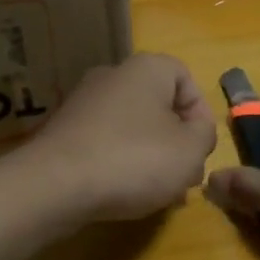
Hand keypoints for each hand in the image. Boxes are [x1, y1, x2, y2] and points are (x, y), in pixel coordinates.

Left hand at [21, 53, 217, 221]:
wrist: (55, 185)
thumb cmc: (134, 159)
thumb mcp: (190, 150)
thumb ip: (205, 135)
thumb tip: (195, 132)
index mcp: (146, 69)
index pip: (185, 78)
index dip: (200, 113)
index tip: (201, 148)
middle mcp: (112, 76)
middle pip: (158, 104)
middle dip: (176, 140)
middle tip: (183, 175)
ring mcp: (83, 103)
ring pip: (132, 126)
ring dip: (150, 155)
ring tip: (157, 191)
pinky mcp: (63, 132)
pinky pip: (105, 142)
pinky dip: (119, 162)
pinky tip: (123, 191)